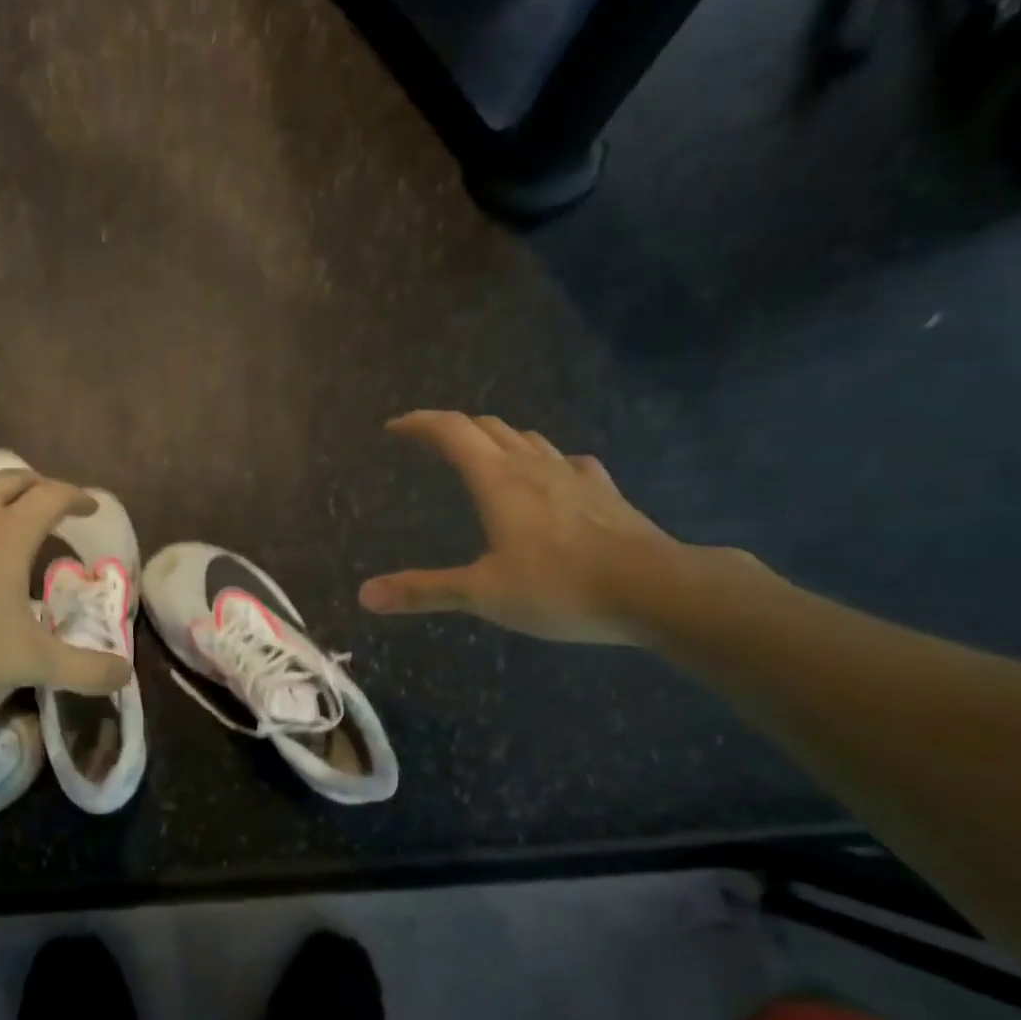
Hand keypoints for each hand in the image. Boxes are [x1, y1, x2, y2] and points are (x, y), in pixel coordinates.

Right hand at [359, 411, 689, 645]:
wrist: (655, 589)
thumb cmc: (560, 587)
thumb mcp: (483, 594)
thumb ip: (424, 591)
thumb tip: (365, 596)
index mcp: (497, 480)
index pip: (451, 432)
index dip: (419, 424)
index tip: (394, 428)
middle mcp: (533, 466)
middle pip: (488, 427)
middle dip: (454, 428)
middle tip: (432, 442)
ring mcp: (574, 475)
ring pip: (528, 439)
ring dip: (498, 438)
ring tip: (483, 455)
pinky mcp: (605, 492)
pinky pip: (567, 462)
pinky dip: (546, 461)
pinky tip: (552, 478)